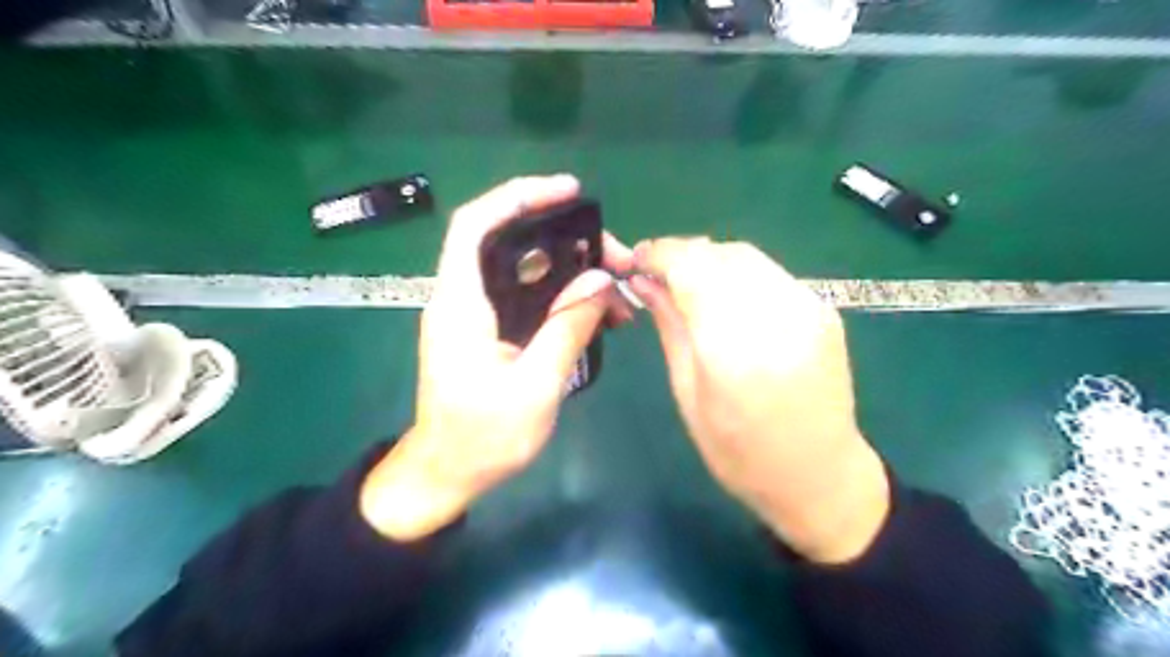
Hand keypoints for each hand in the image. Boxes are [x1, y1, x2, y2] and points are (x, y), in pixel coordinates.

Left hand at [363, 172, 636, 538]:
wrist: (446, 474)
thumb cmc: (482, 438)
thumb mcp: (535, 387)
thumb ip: (568, 329)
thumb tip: (601, 280)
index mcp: (461, 304)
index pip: (476, 225)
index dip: (519, 196)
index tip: (568, 192)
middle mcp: (463, 298)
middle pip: (514, 245)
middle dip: (569, 241)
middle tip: (617, 259)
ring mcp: (477, 315)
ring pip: (528, 273)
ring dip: (573, 273)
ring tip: (619, 291)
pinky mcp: (490, 331)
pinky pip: (530, 299)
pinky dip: (564, 298)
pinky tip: (598, 313)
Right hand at [631, 238, 887, 561]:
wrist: (820, 476)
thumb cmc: (741, 453)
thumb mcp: (688, 395)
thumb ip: (670, 328)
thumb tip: (643, 282)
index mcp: (733, 350)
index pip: (691, 268)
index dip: (658, 254)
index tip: (635, 260)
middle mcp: (776, 317)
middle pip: (719, 254)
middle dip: (682, 254)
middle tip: (656, 275)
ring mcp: (808, 309)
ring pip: (746, 257)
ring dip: (709, 261)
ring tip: (687, 284)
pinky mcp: (824, 310)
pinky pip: (770, 274)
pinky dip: (738, 275)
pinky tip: (726, 299)